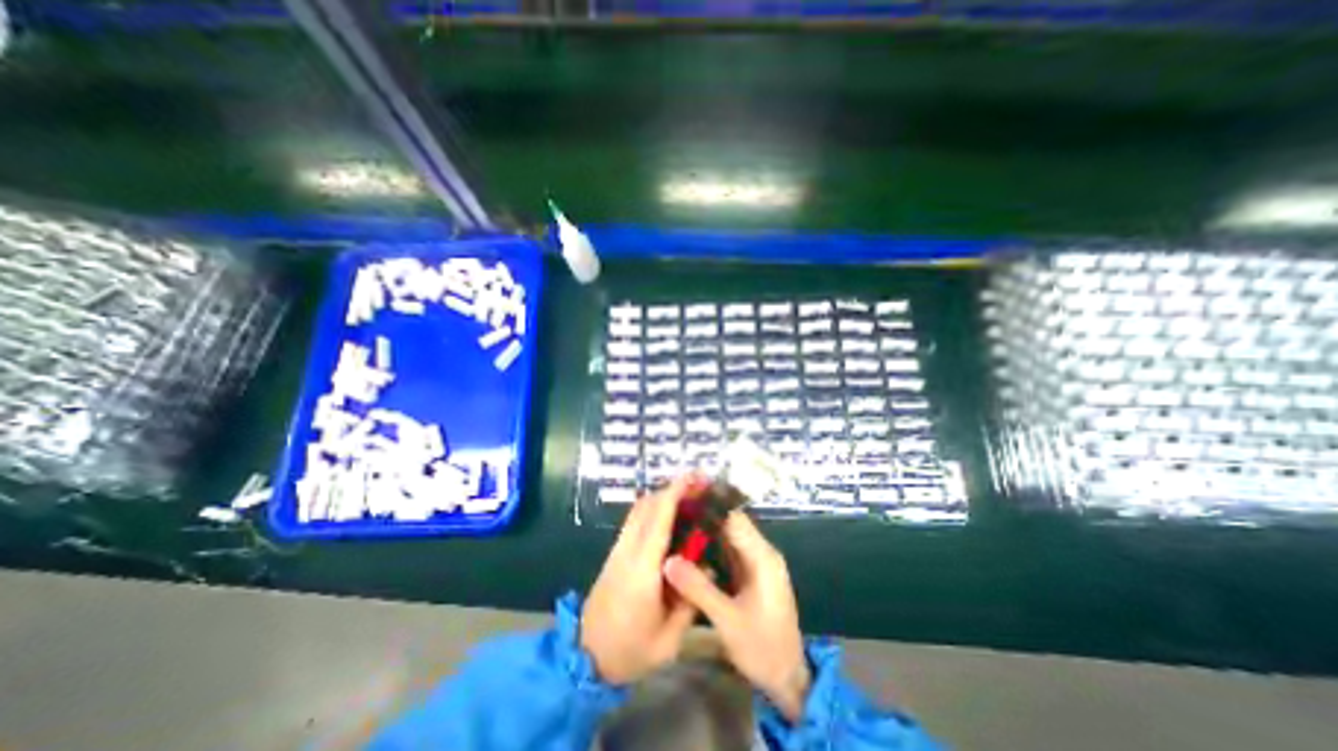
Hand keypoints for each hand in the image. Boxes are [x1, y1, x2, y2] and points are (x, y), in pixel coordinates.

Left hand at [588, 476, 710, 687]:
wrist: (584, 659)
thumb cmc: (630, 651)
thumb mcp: (669, 640)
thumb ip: (690, 602)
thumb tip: (708, 569)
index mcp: (642, 569)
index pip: (659, 519)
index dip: (676, 493)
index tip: (694, 478)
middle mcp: (627, 551)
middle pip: (647, 505)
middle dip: (672, 489)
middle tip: (698, 486)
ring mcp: (618, 550)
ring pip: (638, 509)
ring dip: (662, 497)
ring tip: (687, 497)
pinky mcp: (615, 553)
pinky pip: (635, 520)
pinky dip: (653, 509)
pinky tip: (670, 517)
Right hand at [663, 511, 808, 722]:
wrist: (788, 678)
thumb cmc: (763, 648)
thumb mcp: (728, 621)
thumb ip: (699, 588)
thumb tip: (668, 560)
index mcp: (761, 556)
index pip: (734, 518)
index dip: (710, 505)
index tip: (682, 496)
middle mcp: (760, 552)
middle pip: (730, 523)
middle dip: (704, 515)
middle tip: (673, 508)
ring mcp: (755, 563)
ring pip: (728, 536)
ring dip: (705, 529)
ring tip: (676, 520)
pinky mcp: (750, 573)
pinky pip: (728, 551)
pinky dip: (709, 546)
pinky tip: (689, 545)